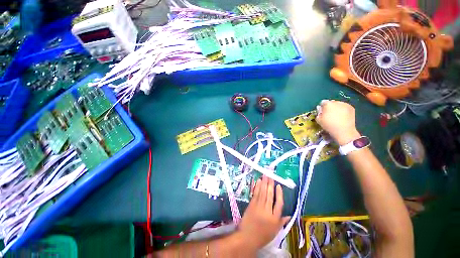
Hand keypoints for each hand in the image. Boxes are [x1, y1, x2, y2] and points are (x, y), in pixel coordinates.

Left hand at [236, 176, 289, 250]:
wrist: (247, 238)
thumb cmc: (263, 236)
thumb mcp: (275, 231)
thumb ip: (282, 222)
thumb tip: (290, 215)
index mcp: (275, 219)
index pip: (279, 204)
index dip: (279, 194)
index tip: (279, 185)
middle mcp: (267, 211)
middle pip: (270, 195)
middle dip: (271, 184)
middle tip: (271, 174)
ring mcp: (258, 207)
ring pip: (263, 192)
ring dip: (264, 183)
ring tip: (266, 174)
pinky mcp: (252, 204)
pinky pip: (256, 194)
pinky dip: (257, 187)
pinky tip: (259, 181)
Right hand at [316, 100, 360, 144]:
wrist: (343, 130)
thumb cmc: (329, 125)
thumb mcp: (318, 120)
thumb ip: (318, 113)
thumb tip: (320, 109)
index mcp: (328, 104)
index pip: (323, 102)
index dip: (322, 107)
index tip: (322, 112)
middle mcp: (336, 102)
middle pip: (331, 102)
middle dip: (330, 107)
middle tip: (329, 114)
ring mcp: (345, 104)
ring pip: (338, 104)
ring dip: (337, 108)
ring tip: (336, 116)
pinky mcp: (351, 108)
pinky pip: (345, 107)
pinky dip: (343, 110)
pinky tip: (342, 116)